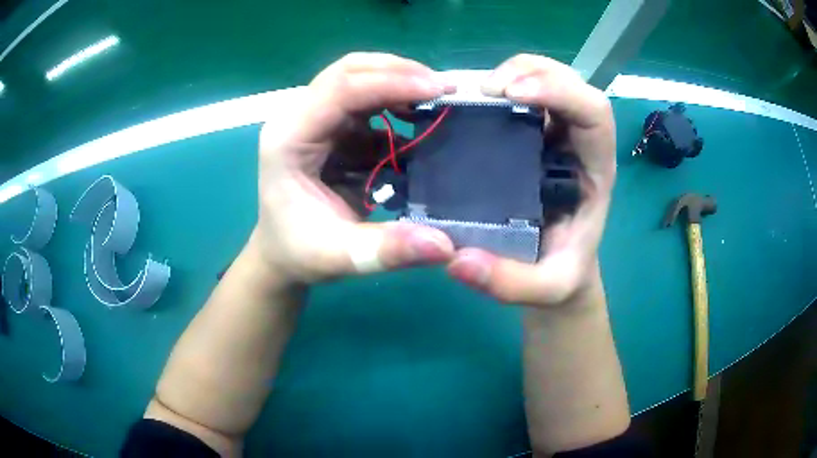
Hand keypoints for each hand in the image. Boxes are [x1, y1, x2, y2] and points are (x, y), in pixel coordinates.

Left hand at [256, 53, 456, 283]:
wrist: (279, 254)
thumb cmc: (300, 253)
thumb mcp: (341, 257)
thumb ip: (388, 250)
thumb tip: (445, 244)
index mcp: (288, 139)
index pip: (340, 89)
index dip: (391, 83)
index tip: (439, 90)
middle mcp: (295, 119)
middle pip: (347, 71)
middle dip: (398, 72)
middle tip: (442, 88)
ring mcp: (310, 120)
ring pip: (356, 78)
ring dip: (397, 82)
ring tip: (436, 97)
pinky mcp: (326, 128)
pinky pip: (362, 101)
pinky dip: (393, 101)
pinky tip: (416, 117)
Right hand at [447, 54, 616, 307]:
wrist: (558, 270)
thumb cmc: (562, 274)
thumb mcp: (544, 289)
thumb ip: (508, 283)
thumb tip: (457, 261)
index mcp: (595, 169)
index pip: (595, 111)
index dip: (560, 91)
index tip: (512, 94)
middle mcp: (577, 142)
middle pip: (567, 80)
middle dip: (528, 71)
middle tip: (484, 89)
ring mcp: (554, 133)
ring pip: (542, 78)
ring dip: (507, 73)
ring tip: (467, 92)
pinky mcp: (531, 134)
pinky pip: (517, 95)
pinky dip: (491, 88)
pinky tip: (464, 101)